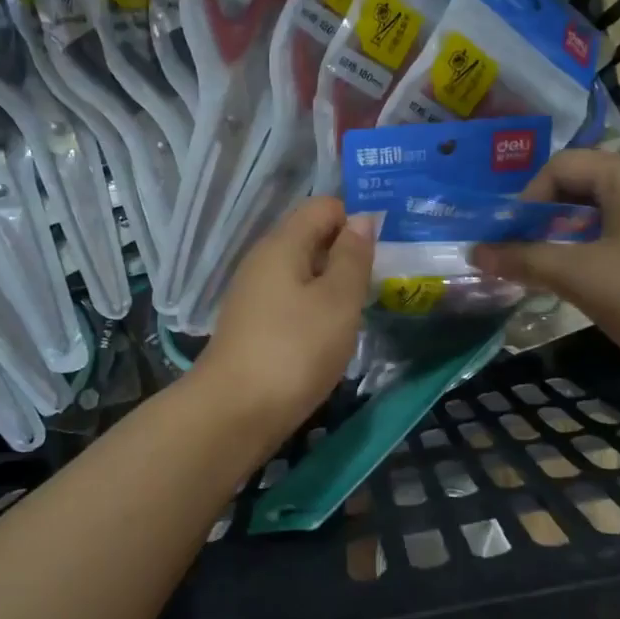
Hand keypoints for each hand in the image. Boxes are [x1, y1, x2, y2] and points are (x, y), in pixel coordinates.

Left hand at [192, 197, 373, 444]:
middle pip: (311, 237)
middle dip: (347, 253)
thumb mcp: (338, 300)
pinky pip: (292, 300)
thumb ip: (353, 257)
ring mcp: (254, 294)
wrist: (235, 412)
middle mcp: (263, 260)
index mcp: (282, 244)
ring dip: (333, 284)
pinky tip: (331, 334)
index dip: (356, 219)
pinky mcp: (253, 324)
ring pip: (302, 271)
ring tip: (361, 309)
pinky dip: (315, 309)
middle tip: (380, 282)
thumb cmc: (294, 350)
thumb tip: (362, 218)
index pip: (323, 206)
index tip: (384, 251)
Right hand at [471, 150, 619, 398]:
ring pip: (606, 211)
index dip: (525, 200)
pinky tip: (596, 283)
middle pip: (583, 185)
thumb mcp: (580, 277)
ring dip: (570, 237)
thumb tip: (474, 253)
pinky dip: (601, 248)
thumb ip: (524, 260)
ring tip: (553, 274)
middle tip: (523, 257)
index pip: (560, 166)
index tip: (511, 242)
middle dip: (545, 220)